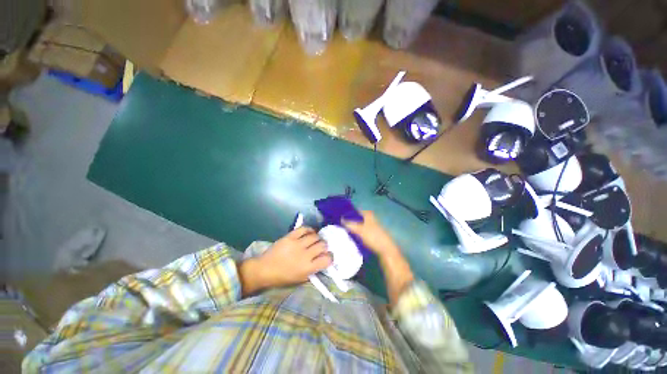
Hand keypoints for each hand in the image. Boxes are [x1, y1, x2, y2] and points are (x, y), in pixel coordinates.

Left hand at [240, 227, 331, 294]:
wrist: (264, 269)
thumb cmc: (283, 277)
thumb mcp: (300, 279)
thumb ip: (313, 270)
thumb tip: (322, 260)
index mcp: (307, 268)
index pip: (326, 259)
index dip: (330, 257)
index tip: (328, 256)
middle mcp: (305, 255)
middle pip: (322, 245)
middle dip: (324, 246)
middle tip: (321, 247)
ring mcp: (297, 244)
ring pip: (315, 236)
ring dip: (317, 238)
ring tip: (315, 240)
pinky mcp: (290, 236)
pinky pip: (304, 229)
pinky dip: (309, 229)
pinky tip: (310, 232)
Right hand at [345, 211, 412, 305]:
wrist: (386, 250)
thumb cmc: (374, 237)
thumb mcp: (360, 230)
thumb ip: (350, 224)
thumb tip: (340, 219)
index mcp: (368, 215)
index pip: (355, 210)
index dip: (347, 212)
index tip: (338, 215)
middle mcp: (370, 219)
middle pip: (356, 218)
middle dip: (348, 220)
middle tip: (338, 223)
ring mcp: (371, 227)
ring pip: (358, 225)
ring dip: (351, 227)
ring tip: (341, 230)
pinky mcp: (371, 235)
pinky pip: (360, 231)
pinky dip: (355, 233)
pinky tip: (349, 237)